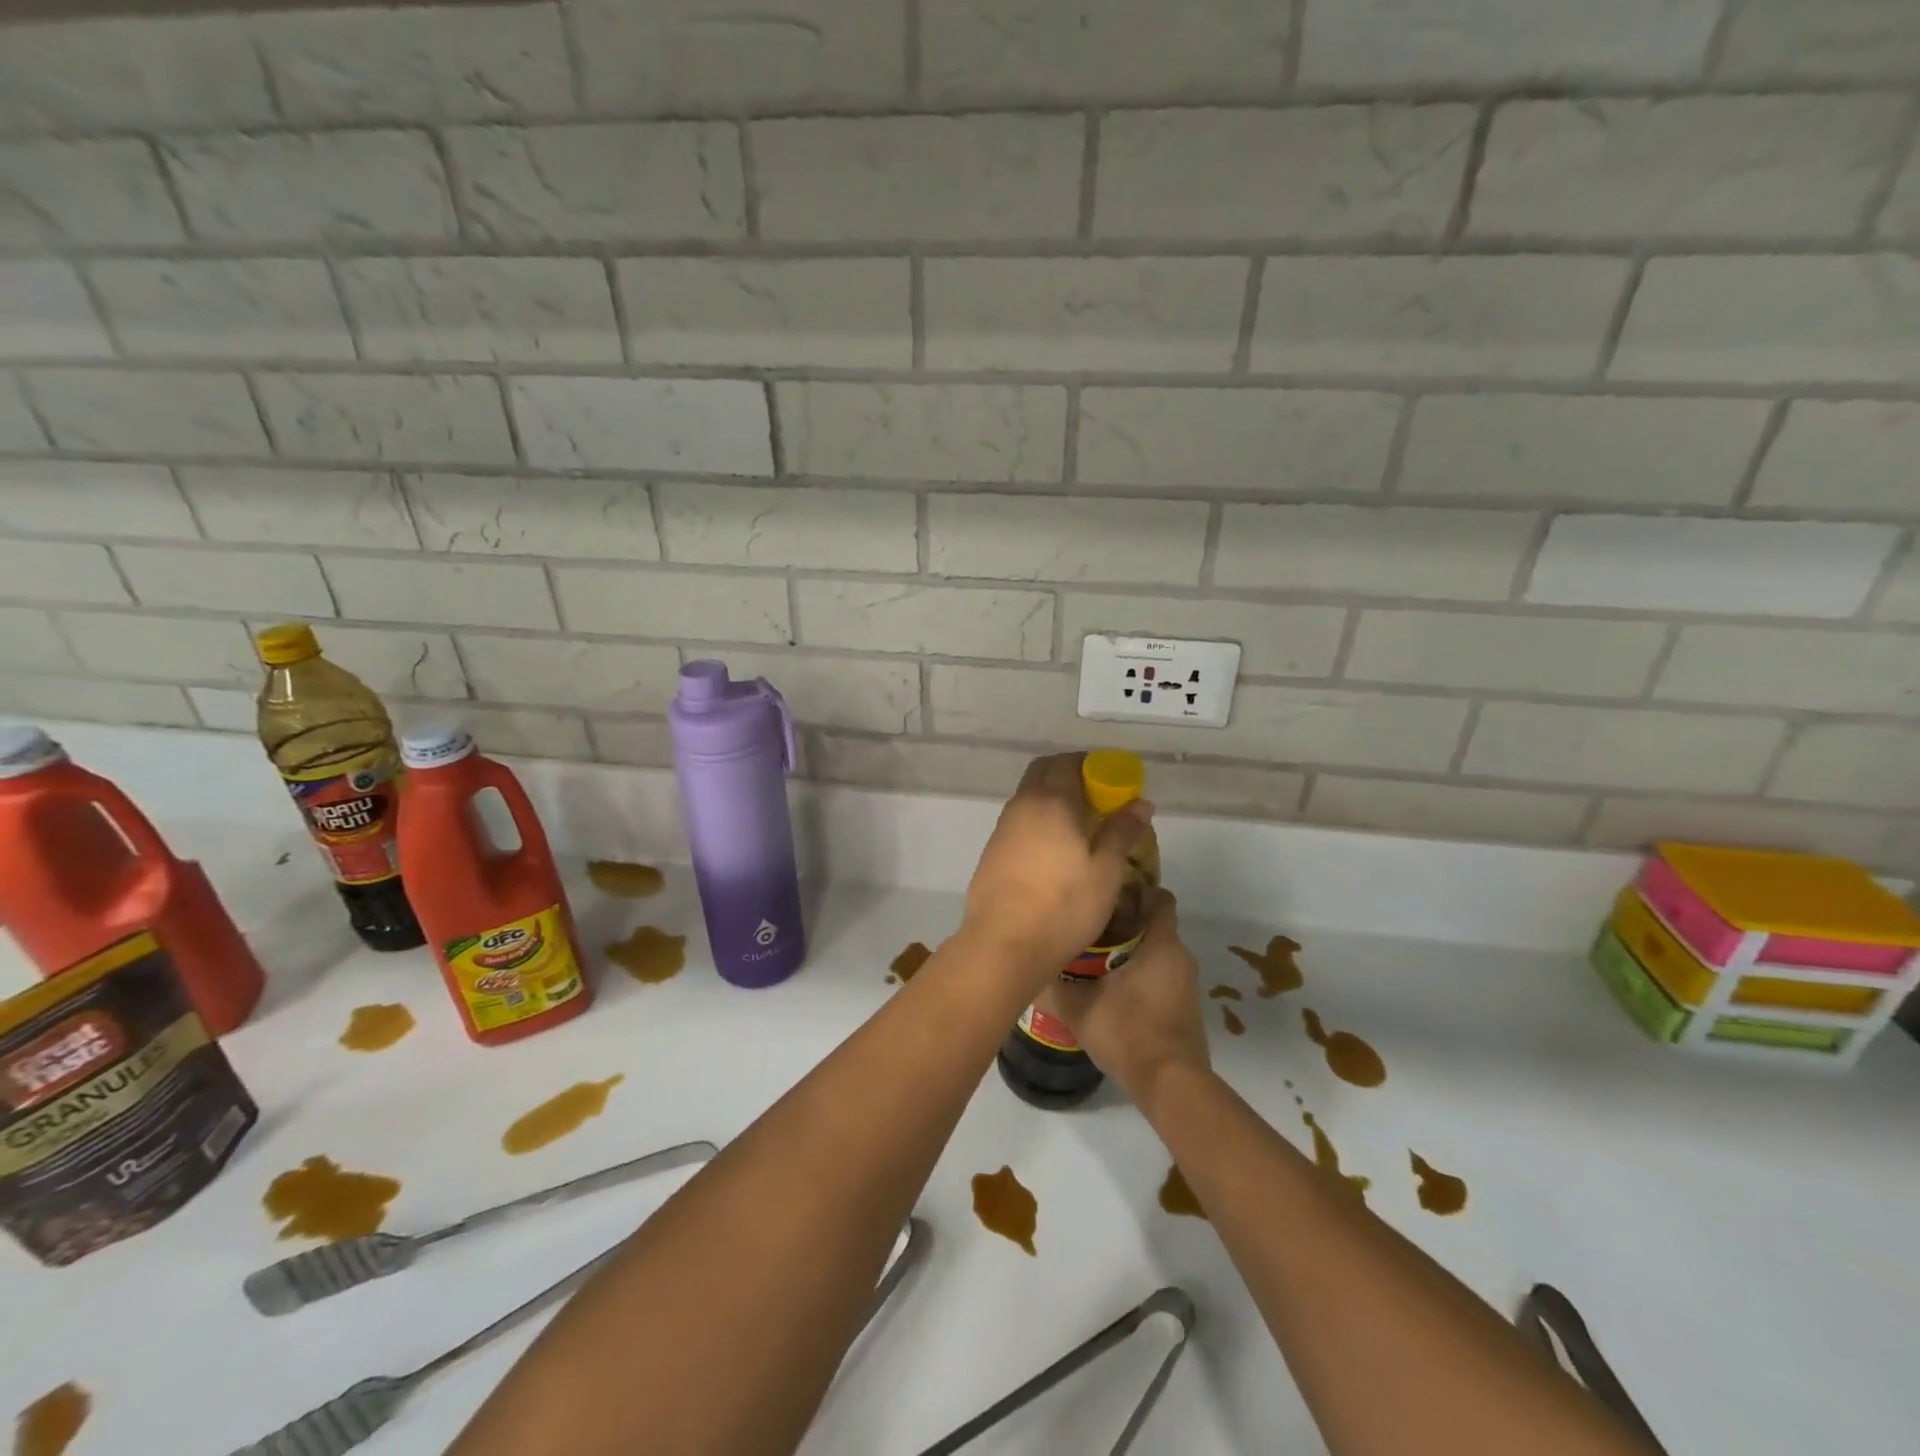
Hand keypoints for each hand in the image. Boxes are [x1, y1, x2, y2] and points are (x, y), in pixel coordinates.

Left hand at [961, 753, 1152, 988]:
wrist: (1004, 945)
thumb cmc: (1063, 906)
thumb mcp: (1105, 870)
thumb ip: (1121, 831)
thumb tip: (1140, 803)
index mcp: (1051, 801)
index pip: (1067, 762)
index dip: (1091, 763)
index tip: (1112, 778)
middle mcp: (1021, 805)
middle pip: (1043, 772)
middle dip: (1069, 774)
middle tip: (1098, 798)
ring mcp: (1002, 829)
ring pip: (1029, 797)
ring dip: (1053, 799)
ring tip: (1081, 826)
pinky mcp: (992, 852)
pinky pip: (1019, 822)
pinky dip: (1039, 821)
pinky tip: (1055, 850)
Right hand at [1037, 890, 1208, 1108]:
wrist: (1170, 1084)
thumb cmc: (1128, 1032)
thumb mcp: (1079, 1007)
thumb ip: (1053, 985)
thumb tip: (1028, 970)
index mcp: (1161, 943)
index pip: (1159, 897)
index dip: (1136, 890)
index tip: (1106, 896)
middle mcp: (1180, 956)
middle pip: (1154, 924)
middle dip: (1124, 922)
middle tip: (1088, 928)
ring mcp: (1185, 983)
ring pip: (1157, 952)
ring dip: (1131, 951)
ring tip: (1094, 958)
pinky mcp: (1184, 1006)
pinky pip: (1162, 975)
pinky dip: (1141, 974)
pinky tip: (1112, 990)